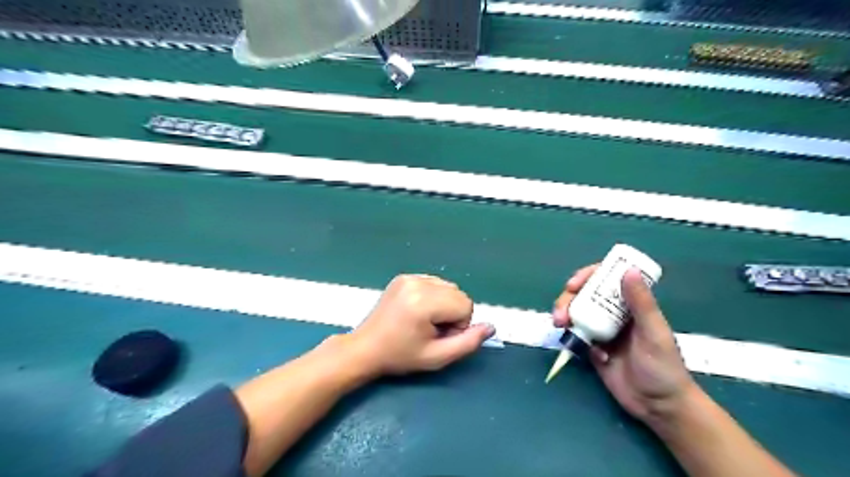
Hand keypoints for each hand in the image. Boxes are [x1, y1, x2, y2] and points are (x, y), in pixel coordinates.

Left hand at [347, 273, 495, 376]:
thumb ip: (468, 343)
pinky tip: (417, 310)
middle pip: (458, 293)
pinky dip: (433, 296)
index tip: (439, 337)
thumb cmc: (400, 356)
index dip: (459, 325)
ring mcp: (409, 277)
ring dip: (444, 304)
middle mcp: (418, 282)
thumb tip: (491, 327)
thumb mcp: (437, 357)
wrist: (365, 348)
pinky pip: (434, 282)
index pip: (466, 305)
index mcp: (424, 301)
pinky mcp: (403, 276)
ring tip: (424, 321)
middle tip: (431, 330)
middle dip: (452, 313)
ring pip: (448, 287)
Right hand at [551, 264, 696, 424]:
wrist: (658, 406)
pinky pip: (576, 336)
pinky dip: (572, 338)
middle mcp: (613, 313)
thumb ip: (641, 303)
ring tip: (560, 325)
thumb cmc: (663, 367)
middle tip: (560, 312)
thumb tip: (628, 269)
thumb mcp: (653, 332)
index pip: (606, 280)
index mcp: (630, 305)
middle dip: (567, 299)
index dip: (587, 277)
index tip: (573, 284)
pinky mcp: (592, 348)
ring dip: (564, 315)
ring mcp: (601, 330)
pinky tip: (582, 351)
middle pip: (584, 295)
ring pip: (576, 313)